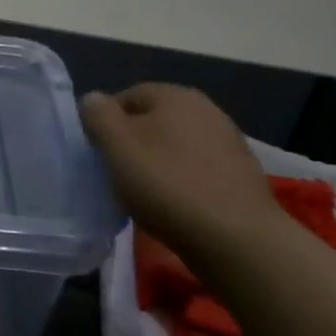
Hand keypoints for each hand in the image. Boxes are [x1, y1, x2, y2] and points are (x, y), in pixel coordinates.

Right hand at [80, 84, 280, 249]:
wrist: (238, 240)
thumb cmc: (168, 185)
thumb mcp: (117, 147)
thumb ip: (98, 115)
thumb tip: (93, 100)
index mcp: (175, 95)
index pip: (126, 96)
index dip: (105, 123)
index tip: (97, 154)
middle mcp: (206, 109)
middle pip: (153, 121)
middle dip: (133, 143)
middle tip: (117, 173)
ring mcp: (228, 141)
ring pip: (176, 146)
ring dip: (158, 163)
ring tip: (145, 194)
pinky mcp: (242, 174)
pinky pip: (197, 169)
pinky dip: (182, 181)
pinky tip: (176, 206)